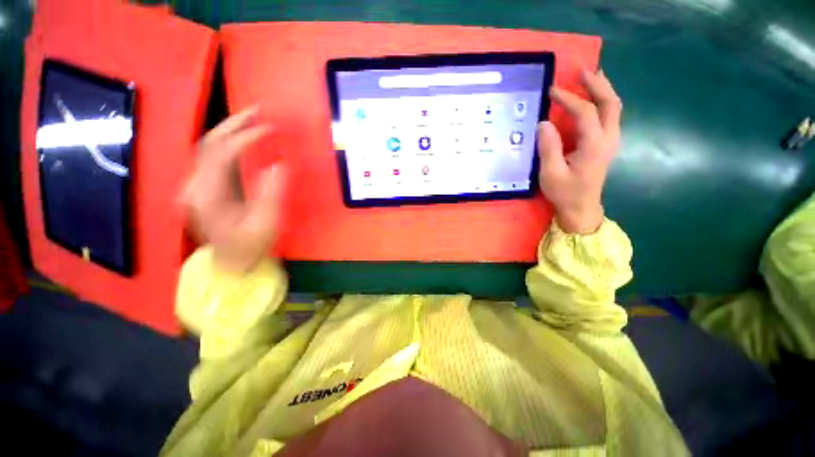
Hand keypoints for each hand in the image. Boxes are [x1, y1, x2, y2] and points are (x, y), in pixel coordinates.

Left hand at [181, 106, 283, 272]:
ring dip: (231, 128)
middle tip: (258, 110)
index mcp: (207, 196)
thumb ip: (270, 194)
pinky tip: (243, 136)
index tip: (269, 128)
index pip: (222, 154)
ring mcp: (195, 185)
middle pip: (209, 143)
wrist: (231, 262)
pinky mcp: (202, 186)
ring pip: (208, 146)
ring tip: (253, 118)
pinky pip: (213, 156)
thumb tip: (278, 164)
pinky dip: (229, 141)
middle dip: (234, 123)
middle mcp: (194, 185)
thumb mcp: (265, 224)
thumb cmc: (250, 246)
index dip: (246, 137)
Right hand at [537, 70, 621, 233]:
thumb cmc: (565, 193)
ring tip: (590, 76)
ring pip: (613, 107)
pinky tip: (593, 98)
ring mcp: (611, 141)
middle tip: (582, 70)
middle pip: (611, 102)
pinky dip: (602, 101)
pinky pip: (609, 116)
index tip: (552, 91)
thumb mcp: (551, 173)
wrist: (581, 209)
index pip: (585, 112)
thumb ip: (548, 147)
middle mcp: (608, 138)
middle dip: (597, 83)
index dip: (569, 99)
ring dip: (603, 89)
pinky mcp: (607, 145)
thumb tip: (544, 123)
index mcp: (594, 145)